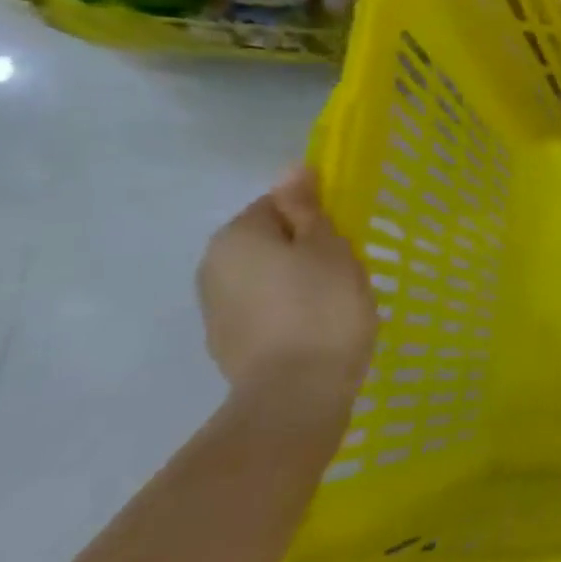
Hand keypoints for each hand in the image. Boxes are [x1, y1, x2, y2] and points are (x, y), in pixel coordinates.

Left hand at [197, 166, 376, 430]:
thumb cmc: (323, 308)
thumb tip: (291, 169)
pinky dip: (288, 311)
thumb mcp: (328, 248)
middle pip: (268, 241)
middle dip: (304, 250)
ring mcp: (215, 307)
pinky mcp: (227, 341)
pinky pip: (264, 309)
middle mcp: (213, 265)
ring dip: (296, 281)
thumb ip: (307, 208)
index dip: (316, 217)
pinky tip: (316, 328)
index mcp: (237, 236)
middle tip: (347, 270)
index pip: (277, 204)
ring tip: (335, 302)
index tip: (345, 239)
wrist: (296, 392)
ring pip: (266, 277)